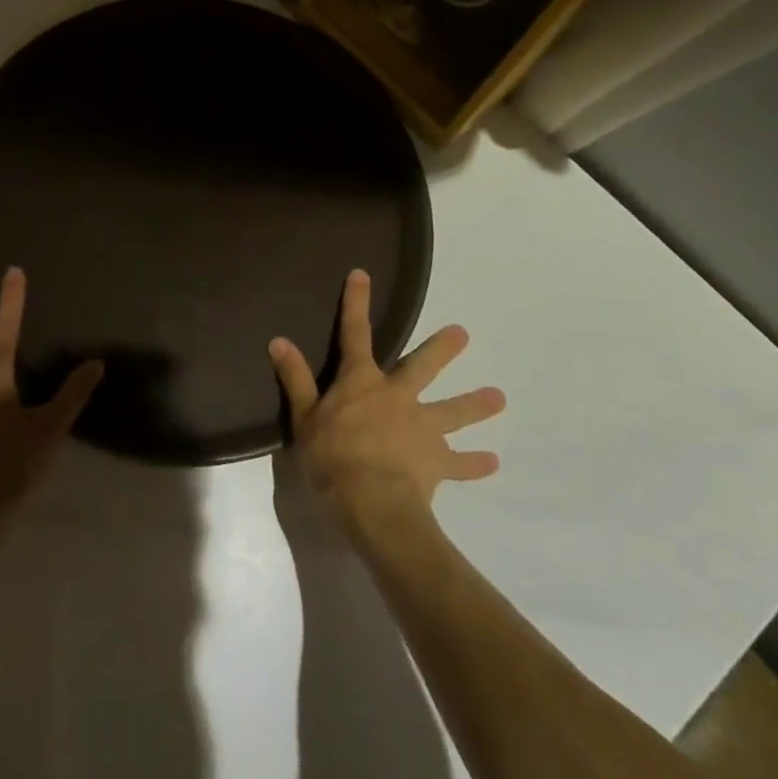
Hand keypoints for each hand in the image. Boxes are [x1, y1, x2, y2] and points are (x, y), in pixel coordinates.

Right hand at [270, 269, 504, 536]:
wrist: (372, 503)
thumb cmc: (332, 457)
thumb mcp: (303, 417)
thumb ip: (295, 378)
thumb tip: (278, 340)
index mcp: (361, 382)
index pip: (354, 333)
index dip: (356, 303)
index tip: (362, 274)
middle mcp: (397, 397)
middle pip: (421, 367)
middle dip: (441, 349)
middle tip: (463, 333)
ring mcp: (422, 429)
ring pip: (452, 411)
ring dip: (474, 404)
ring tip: (499, 397)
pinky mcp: (437, 463)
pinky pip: (460, 464)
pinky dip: (475, 463)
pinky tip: (493, 462)